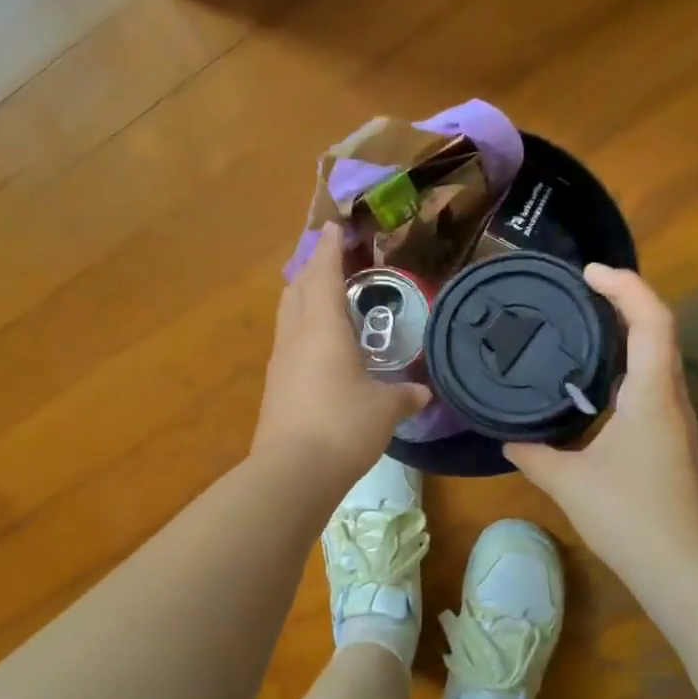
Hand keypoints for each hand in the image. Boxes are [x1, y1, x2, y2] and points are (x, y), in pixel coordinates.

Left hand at [251, 223, 430, 491]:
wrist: (293, 471)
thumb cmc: (343, 425)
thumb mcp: (385, 409)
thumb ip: (405, 395)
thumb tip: (422, 392)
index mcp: (323, 327)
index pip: (323, 274)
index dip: (329, 248)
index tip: (333, 227)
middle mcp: (296, 336)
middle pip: (297, 289)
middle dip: (313, 270)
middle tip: (334, 264)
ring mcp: (280, 362)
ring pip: (289, 316)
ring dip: (305, 300)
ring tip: (329, 302)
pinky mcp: (275, 387)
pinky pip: (289, 344)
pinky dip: (304, 332)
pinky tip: (322, 350)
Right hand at [505, 266, 697, 577]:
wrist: (679, 567)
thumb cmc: (627, 516)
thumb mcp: (567, 482)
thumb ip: (532, 454)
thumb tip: (507, 440)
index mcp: (650, 395)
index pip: (651, 321)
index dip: (625, 286)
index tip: (588, 274)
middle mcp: (670, 398)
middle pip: (659, 329)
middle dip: (625, 300)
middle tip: (580, 291)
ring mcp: (676, 419)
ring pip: (658, 357)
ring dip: (628, 332)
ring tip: (583, 325)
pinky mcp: (671, 438)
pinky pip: (652, 382)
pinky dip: (627, 364)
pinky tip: (594, 382)